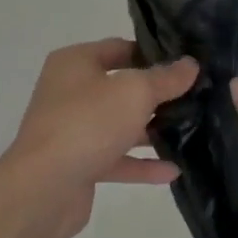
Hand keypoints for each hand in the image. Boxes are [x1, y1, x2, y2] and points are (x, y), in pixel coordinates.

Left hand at [3, 39, 197, 237]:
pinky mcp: (78, 164)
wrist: (43, 189)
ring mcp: (72, 129)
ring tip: (190, 131)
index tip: (184, 62)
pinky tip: (173, 170)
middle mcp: (69, 91)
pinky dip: (141, 163)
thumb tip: (190, 64)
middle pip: (119, 87)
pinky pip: (115, 158)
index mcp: (75, 62)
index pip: (118, 48)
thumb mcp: (134, 92)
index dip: (151, 53)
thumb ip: (165, 78)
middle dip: (154, 94)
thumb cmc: (88, 123)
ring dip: (150, 129)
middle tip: (194, 96)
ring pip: (118, 124)